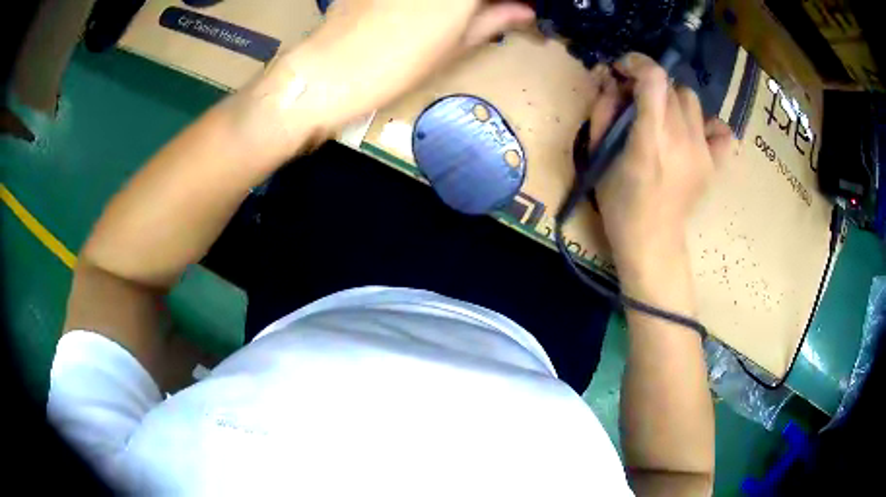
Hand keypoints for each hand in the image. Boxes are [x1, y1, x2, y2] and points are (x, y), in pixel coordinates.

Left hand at [247, 0, 534, 144]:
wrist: (330, 70)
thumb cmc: (398, 65)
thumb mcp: (455, 46)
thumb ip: (494, 20)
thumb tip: (524, 10)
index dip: (507, 0)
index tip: (513, 7)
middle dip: (484, 2)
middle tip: (490, 11)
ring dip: (457, 4)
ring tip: (461, 15)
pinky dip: (428, 2)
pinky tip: (423, 11)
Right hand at [588, 53, 732, 294]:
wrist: (653, 241)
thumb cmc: (619, 203)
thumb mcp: (597, 155)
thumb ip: (603, 111)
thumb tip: (611, 79)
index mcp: (650, 139)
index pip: (654, 78)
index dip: (637, 62)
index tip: (623, 69)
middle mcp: (682, 139)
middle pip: (670, 86)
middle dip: (648, 85)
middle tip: (635, 102)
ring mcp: (703, 152)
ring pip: (691, 99)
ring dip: (672, 101)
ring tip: (661, 120)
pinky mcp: (714, 163)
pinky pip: (720, 129)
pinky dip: (706, 123)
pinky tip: (692, 133)